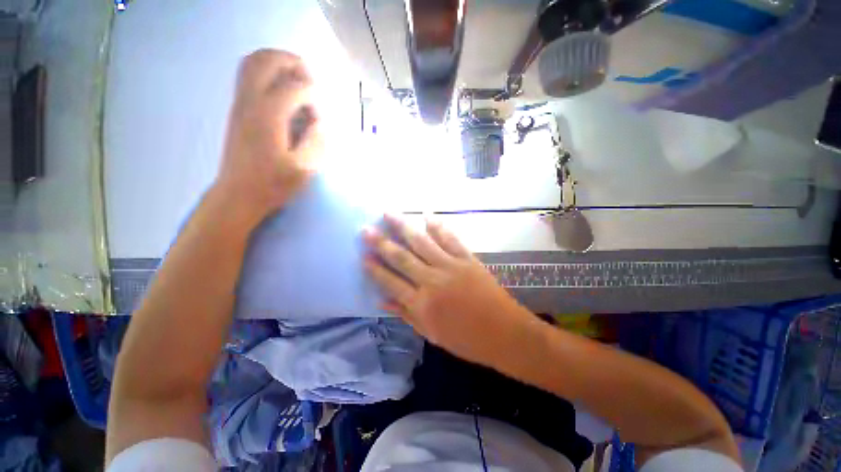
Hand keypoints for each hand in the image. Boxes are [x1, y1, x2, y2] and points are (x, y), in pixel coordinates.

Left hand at [214, 49, 321, 226]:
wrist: (240, 193)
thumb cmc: (274, 184)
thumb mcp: (304, 168)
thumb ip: (316, 141)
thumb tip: (320, 122)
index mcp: (269, 117)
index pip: (295, 88)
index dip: (314, 98)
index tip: (320, 118)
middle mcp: (250, 102)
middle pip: (267, 60)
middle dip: (292, 63)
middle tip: (310, 80)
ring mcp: (240, 103)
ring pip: (253, 63)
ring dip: (277, 63)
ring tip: (296, 79)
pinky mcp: (237, 109)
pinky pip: (247, 76)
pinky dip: (266, 73)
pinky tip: (281, 91)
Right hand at [363, 215, 539, 366]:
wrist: (505, 333)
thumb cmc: (467, 340)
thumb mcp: (432, 334)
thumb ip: (406, 315)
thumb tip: (382, 301)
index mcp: (422, 303)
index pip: (391, 282)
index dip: (375, 269)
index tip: (363, 256)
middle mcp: (432, 281)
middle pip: (402, 258)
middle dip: (382, 243)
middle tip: (366, 229)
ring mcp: (451, 266)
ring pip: (422, 242)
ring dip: (404, 227)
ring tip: (389, 214)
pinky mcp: (467, 259)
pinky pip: (450, 239)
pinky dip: (438, 227)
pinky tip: (427, 216)